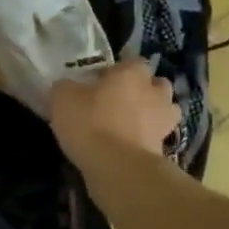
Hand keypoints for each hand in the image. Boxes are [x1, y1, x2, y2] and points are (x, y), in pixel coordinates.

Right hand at [49, 60, 177, 167]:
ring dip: (150, 114)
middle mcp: (155, 91)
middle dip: (141, 90)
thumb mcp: (63, 98)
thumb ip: (66, 87)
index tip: (99, 82)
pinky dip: (146, 138)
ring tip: (127, 125)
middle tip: (117, 101)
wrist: (118, 167)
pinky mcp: (164, 147)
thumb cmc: (91, 123)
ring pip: (162, 110)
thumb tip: (67, 87)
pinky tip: (127, 145)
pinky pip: (156, 136)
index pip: (131, 61)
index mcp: (132, 72)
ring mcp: (165, 120)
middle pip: (154, 84)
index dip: (116, 71)